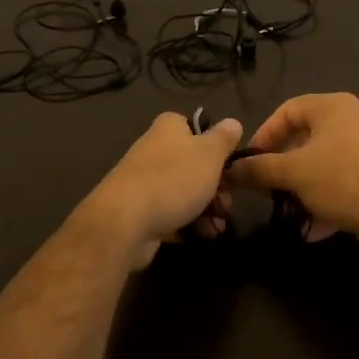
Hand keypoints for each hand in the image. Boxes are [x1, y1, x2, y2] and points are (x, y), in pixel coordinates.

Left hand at [77, 112, 243, 266]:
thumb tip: (233, 122)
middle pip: (192, 164)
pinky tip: (202, 236)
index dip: (214, 146)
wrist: (126, 221)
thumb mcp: (209, 154)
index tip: (229, 166)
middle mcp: (154, 150)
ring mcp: (144, 181)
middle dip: (216, 187)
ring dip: (206, 209)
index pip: (195, 127)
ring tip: (218, 227)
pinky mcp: (139, 210)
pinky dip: (187, 224)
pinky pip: (170, 214)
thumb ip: (223, 138)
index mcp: (168, 128)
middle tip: (228, 204)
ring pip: (183, 192)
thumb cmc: (173, 179)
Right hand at [225, 93, 358, 252]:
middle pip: (304, 137)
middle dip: (282, 166)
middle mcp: (352, 119)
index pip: (287, 110)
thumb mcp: (292, 173)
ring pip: (321, 164)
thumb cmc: (341, 180)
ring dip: (301, 188)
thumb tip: (228, 170)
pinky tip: (314, 228)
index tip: (250, 162)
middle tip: (266, 186)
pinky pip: (340, 182)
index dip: (264, 134)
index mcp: (333, 107)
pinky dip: (324, 200)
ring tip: (289, 209)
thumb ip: (258, 169)